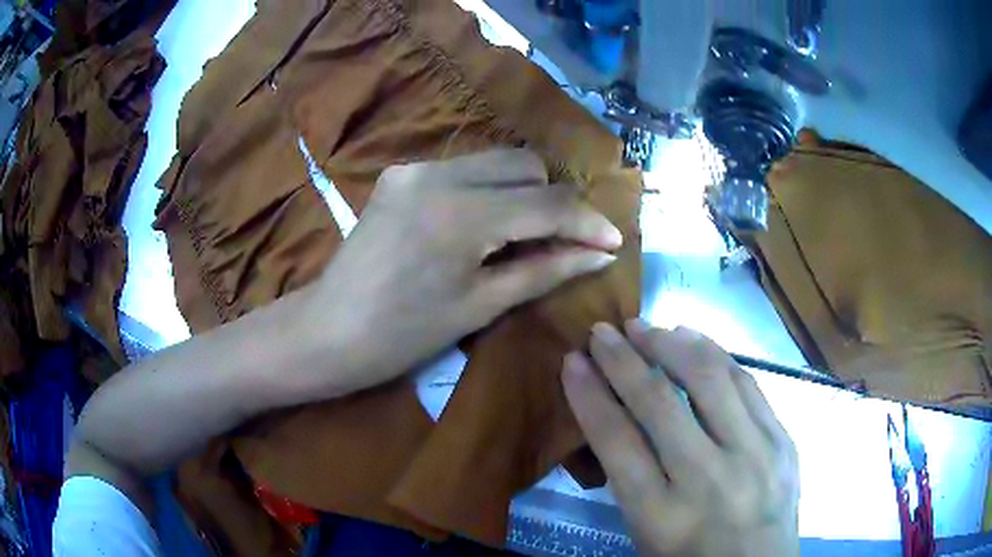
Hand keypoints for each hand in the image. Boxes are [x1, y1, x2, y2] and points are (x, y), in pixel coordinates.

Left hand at [307, 148, 621, 393]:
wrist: (329, 330)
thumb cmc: (404, 335)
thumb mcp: (482, 305)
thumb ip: (546, 270)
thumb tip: (600, 254)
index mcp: (462, 214)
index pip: (547, 203)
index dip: (587, 222)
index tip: (612, 242)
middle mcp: (439, 173)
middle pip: (525, 165)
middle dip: (553, 201)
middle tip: (563, 242)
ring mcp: (415, 168)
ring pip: (496, 160)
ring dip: (523, 192)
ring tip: (525, 236)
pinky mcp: (400, 173)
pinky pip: (464, 169)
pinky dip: (488, 190)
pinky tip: (482, 225)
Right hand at [563, 321, 799, 556]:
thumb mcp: (645, 533)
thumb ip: (629, 479)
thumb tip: (613, 412)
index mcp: (662, 516)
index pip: (617, 442)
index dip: (590, 395)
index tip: (572, 360)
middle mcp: (708, 479)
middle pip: (660, 403)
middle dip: (623, 360)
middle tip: (603, 331)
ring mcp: (754, 454)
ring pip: (709, 379)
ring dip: (670, 344)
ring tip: (645, 327)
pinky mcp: (783, 439)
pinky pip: (746, 381)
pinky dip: (714, 353)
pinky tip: (693, 338)